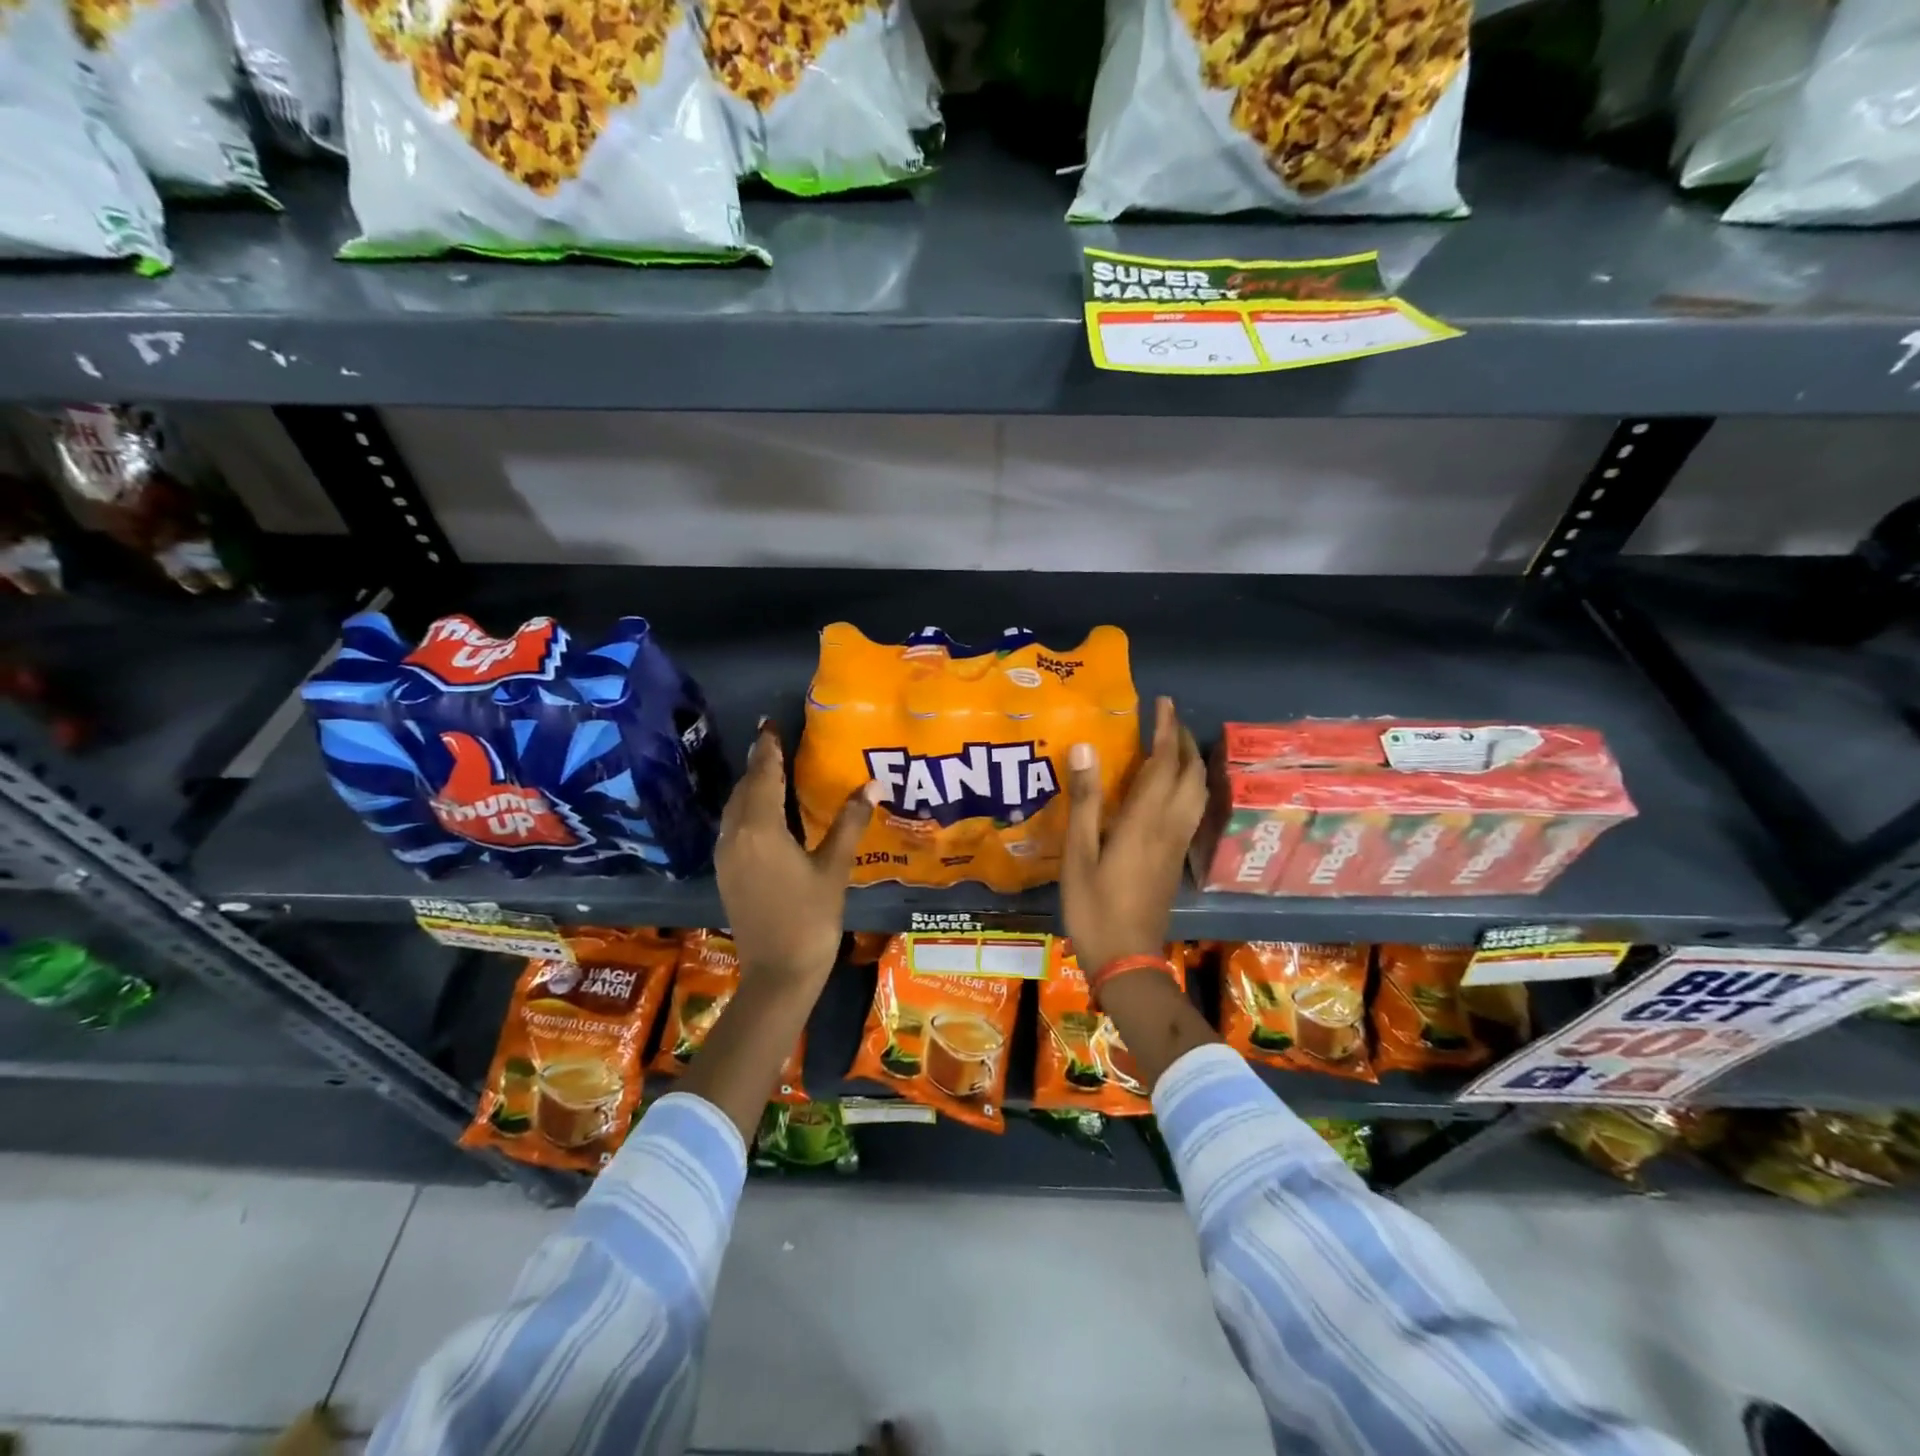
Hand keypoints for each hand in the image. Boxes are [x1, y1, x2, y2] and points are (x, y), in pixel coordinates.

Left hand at [715, 721, 878, 993]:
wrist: (778, 973)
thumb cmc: (811, 918)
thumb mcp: (834, 867)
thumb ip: (850, 822)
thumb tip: (872, 784)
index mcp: (760, 829)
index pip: (763, 775)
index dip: (768, 748)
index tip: (769, 724)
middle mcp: (735, 836)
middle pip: (745, 789)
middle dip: (759, 764)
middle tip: (775, 742)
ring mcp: (726, 856)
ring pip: (735, 808)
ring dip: (751, 786)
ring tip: (771, 770)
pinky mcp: (726, 873)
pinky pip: (733, 827)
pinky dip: (747, 809)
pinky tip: (764, 812)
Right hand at [1062, 695, 1207, 974]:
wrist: (1127, 958)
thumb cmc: (1094, 906)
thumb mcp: (1078, 853)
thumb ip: (1085, 800)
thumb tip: (1084, 748)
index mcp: (1146, 820)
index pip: (1165, 763)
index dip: (1167, 729)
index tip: (1163, 702)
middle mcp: (1170, 827)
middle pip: (1191, 774)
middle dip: (1183, 742)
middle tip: (1165, 721)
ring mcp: (1177, 845)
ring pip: (1197, 793)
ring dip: (1190, 764)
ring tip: (1170, 748)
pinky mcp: (1176, 860)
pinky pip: (1191, 810)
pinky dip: (1187, 786)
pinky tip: (1167, 789)